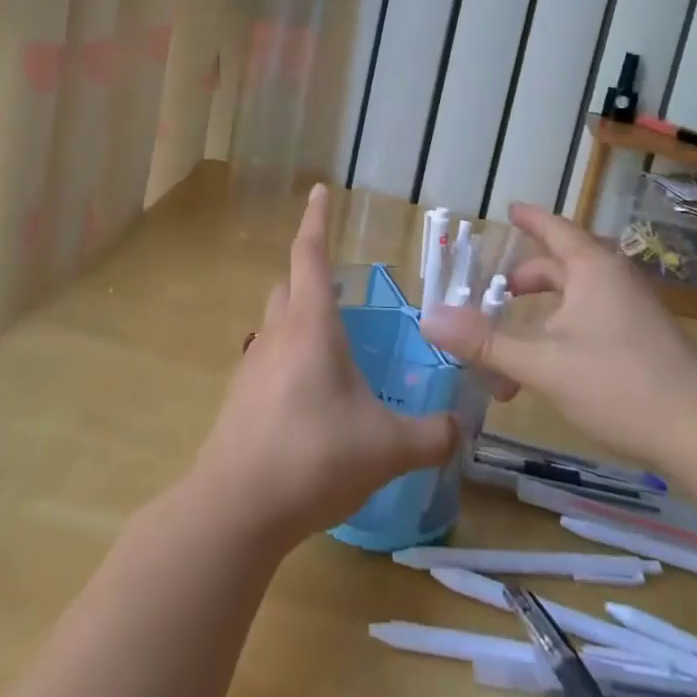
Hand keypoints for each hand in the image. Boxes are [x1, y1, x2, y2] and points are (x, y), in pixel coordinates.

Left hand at [191, 184, 457, 547]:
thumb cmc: (314, 456)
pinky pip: (267, 359)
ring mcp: (252, 365)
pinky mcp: (240, 398)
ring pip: (275, 322)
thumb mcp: (387, 447)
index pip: (310, 254)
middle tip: (340, 286)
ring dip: (299, 320)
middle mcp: (277, 334)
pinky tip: (310, 396)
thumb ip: (431, 435)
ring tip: (332, 345)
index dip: (317, 219)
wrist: (236, 506)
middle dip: (310, 275)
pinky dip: (288, 359)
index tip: (319, 190)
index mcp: (311, 325)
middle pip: (289, 285)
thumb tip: (459, 428)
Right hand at [418, 202, 696, 466]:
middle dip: (521, 283)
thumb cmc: (620, 383)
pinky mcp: (641, 342)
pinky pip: (587, 325)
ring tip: (505, 354)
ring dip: (535, 322)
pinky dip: (557, 338)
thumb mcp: (543, 363)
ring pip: (571, 303)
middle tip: (490, 295)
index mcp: (592, 269)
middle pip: (558, 267)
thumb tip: (429, 320)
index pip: (553, 228)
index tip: (508, 209)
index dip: (528, 218)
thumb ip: (484, 342)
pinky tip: (542, 376)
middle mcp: (612, 281)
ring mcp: (631, 312)